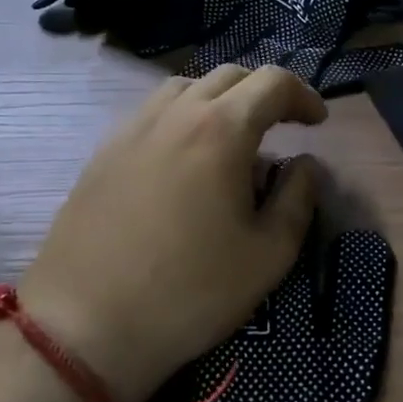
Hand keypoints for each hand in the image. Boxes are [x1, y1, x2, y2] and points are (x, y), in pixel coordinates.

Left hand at [17, 65, 325, 401]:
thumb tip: (304, 166)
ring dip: (221, 98)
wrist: (84, 325)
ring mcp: (133, 129)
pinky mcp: (104, 152)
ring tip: (233, 135)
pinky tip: (185, 156)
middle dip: (265, 92)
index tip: (317, 122)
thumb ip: (298, 199)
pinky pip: (153, 112)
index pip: (273, 83)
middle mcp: (175, 114)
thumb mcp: (269, 255)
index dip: (303, 95)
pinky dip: (183, 115)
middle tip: (283, 124)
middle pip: (229, 76)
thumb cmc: (189, 292)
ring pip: (186, 87)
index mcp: (221, 130)